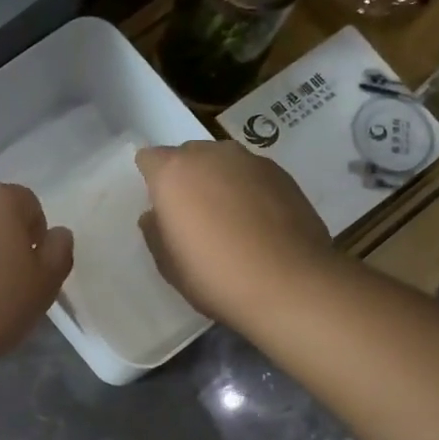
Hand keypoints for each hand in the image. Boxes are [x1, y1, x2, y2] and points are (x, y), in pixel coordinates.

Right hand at [136, 141, 335, 326]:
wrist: (288, 284)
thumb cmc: (215, 276)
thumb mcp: (168, 264)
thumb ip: (155, 231)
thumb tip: (156, 215)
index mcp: (174, 172)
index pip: (149, 159)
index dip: (152, 181)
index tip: (160, 208)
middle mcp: (211, 155)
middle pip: (188, 156)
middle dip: (186, 179)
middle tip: (193, 217)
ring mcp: (251, 161)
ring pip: (223, 163)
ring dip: (219, 183)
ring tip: (229, 221)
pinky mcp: (283, 174)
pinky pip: (252, 176)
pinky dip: (248, 192)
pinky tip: (257, 225)